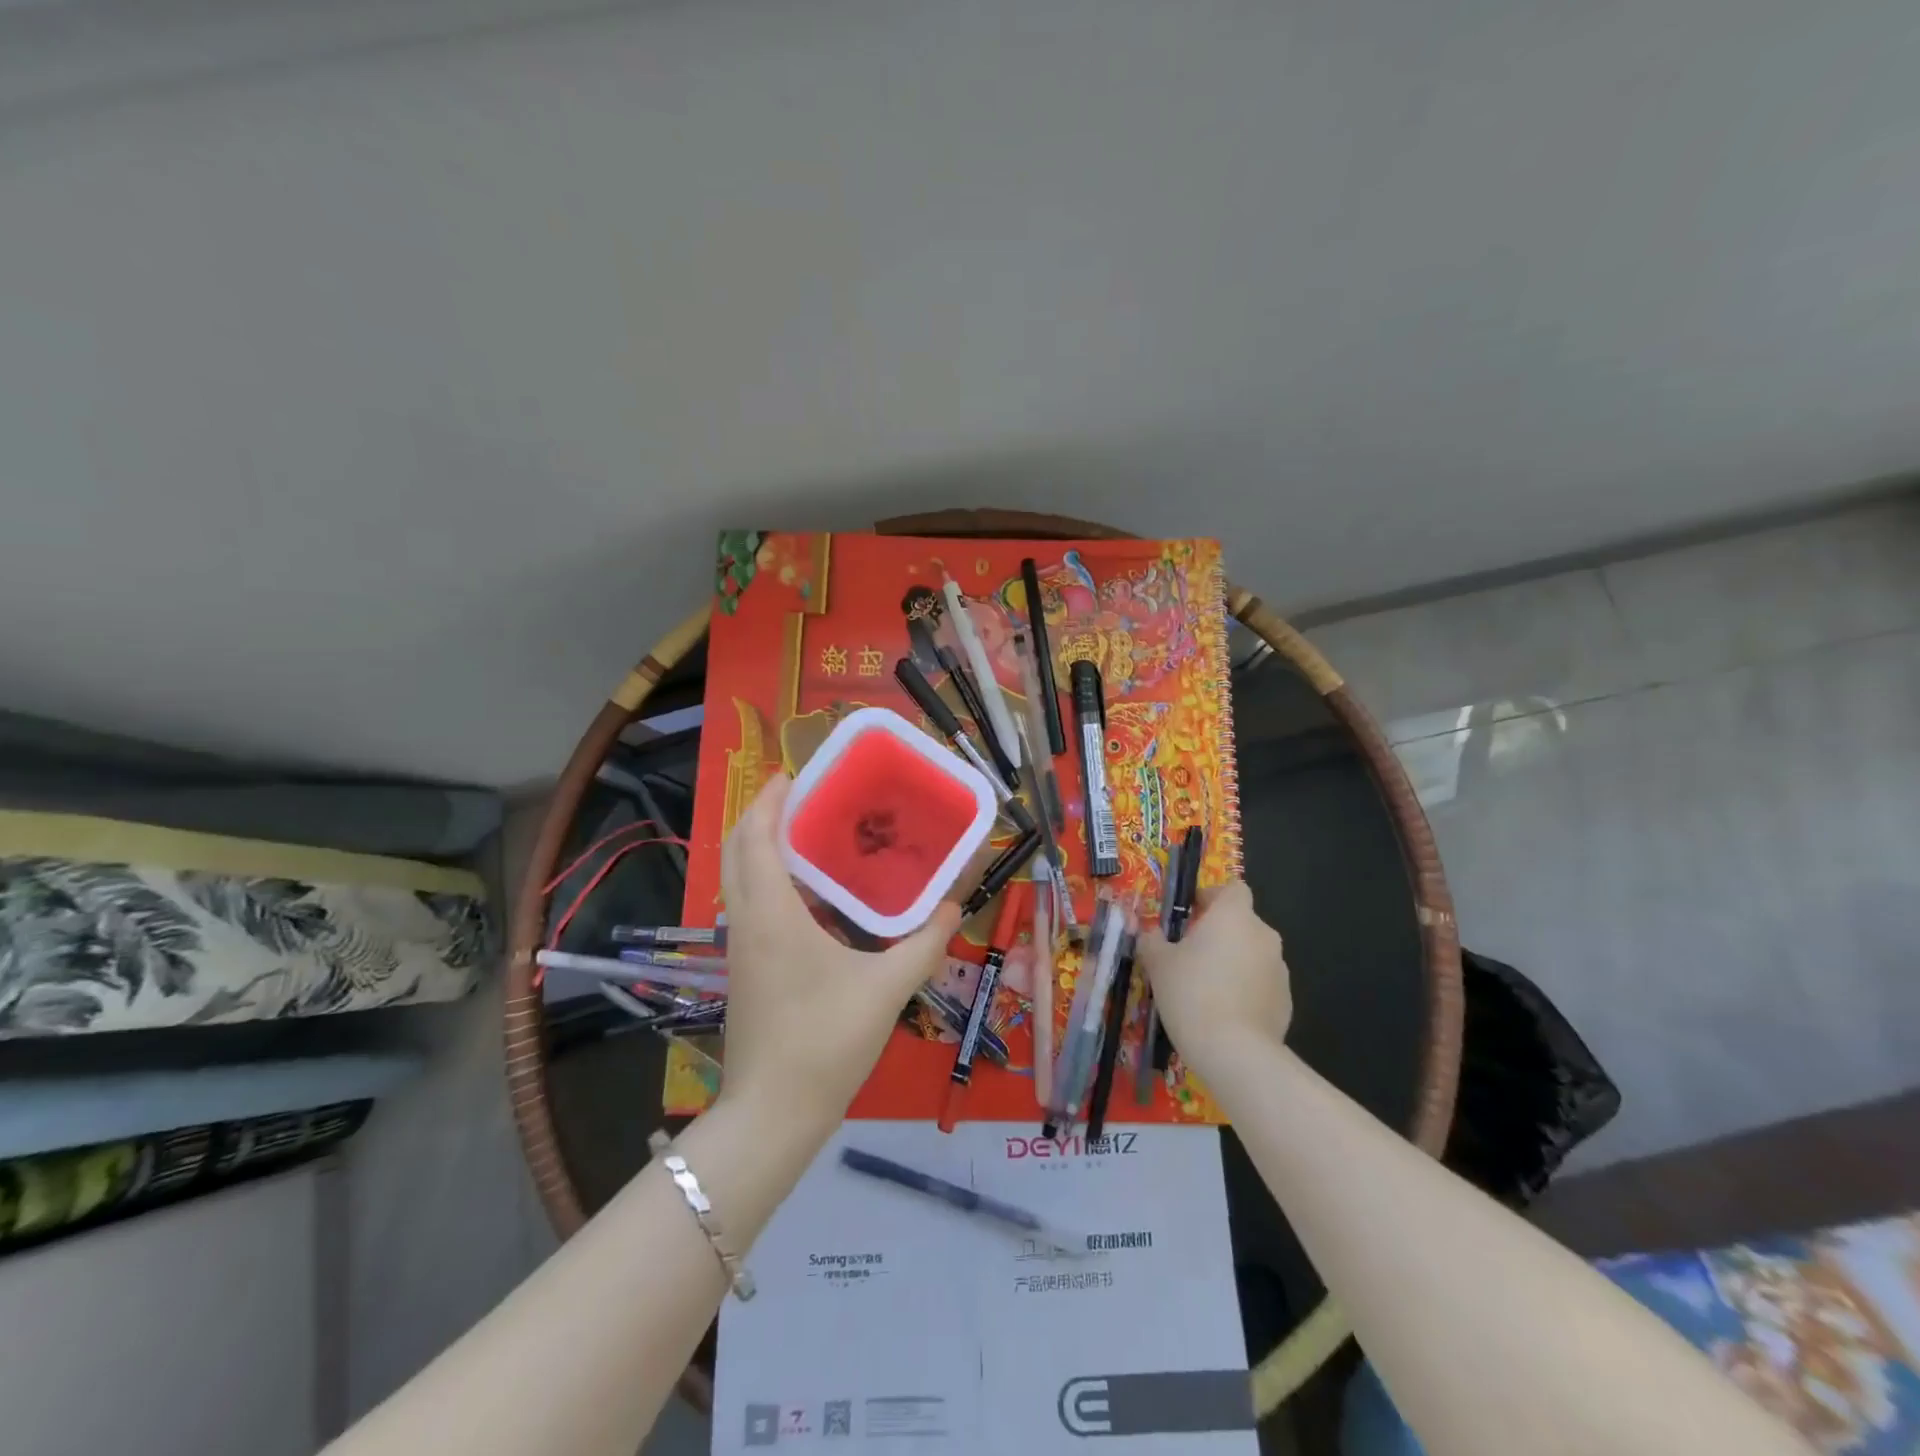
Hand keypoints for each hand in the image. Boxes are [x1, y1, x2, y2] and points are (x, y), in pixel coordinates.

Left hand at [717, 775, 960, 1130]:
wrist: (772, 1115)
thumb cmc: (825, 1042)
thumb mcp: (886, 989)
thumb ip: (924, 944)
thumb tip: (955, 907)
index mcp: (772, 915)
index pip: (756, 838)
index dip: (768, 801)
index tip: (791, 774)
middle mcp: (747, 921)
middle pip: (737, 850)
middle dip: (761, 815)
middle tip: (803, 796)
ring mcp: (740, 948)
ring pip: (738, 878)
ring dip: (762, 846)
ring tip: (810, 833)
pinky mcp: (745, 969)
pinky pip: (749, 904)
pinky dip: (768, 879)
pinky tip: (810, 893)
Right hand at [1136, 880, 1291, 1065]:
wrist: (1235, 1052)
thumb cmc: (1191, 993)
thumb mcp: (1158, 963)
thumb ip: (1152, 941)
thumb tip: (1150, 933)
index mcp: (1234, 916)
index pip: (1233, 888)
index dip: (1212, 897)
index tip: (1190, 915)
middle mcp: (1263, 935)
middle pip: (1241, 922)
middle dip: (1218, 933)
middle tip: (1189, 955)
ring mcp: (1279, 969)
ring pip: (1251, 953)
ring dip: (1232, 961)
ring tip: (1205, 988)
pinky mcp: (1286, 1001)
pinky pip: (1260, 983)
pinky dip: (1245, 989)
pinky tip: (1223, 1012)